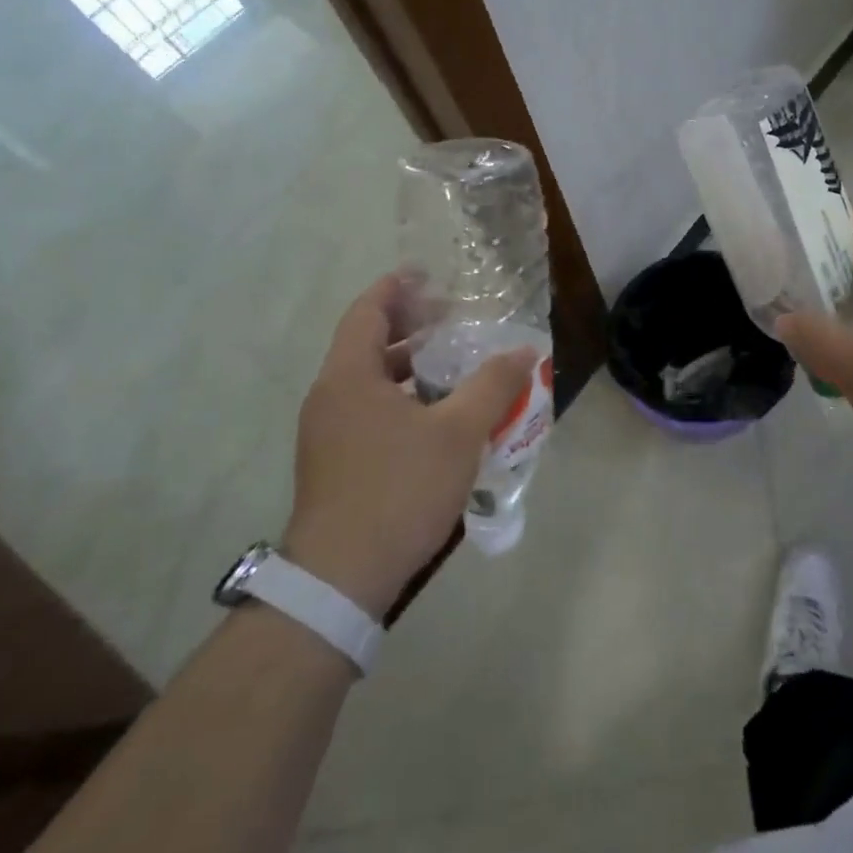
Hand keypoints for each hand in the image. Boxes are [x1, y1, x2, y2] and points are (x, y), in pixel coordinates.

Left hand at [283, 275, 536, 618]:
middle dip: (409, 327)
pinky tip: (437, 417)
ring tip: (453, 365)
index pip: (368, 311)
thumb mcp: (459, 432)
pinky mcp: (335, 463)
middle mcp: (330, 397)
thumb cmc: (399, 489)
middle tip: (452, 320)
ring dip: (408, 367)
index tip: (427, 275)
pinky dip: (402, 398)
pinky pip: (369, 410)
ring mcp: (327, 433)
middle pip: (367, 343)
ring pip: (369, 381)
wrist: (341, 578)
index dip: (396, 287)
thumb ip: (493, 385)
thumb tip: (525, 351)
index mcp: (349, 377)